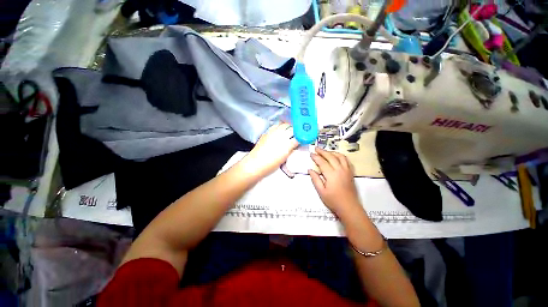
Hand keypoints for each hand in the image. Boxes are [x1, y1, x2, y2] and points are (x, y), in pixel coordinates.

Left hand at [240, 123, 298, 178]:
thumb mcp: (284, 159)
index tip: (302, 139)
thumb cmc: (270, 165)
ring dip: (288, 126)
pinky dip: (279, 127)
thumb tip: (294, 145)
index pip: (298, 138)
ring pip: (283, 124)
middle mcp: (281, 136)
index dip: (301, 138)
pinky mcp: (267, 133)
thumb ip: (290, 150)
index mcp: (287, 145)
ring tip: (288, 130)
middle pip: (291, 128)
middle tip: (297, 134)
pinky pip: (275, 126)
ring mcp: (273, 133)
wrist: (256, 164)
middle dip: (295, 130)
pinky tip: (279, 131)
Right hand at [309, 147, 361, 216]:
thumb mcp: (321, 191)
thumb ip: (315, 179)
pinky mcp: (350, 172)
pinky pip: (346, 160)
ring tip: (325, 152)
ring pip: (340, 156)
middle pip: (331, 156)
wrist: (349, 207)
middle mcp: (340, 170)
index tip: (311, 154)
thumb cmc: (333, 200)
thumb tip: (310, 170)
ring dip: (332, 152)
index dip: (316, 157)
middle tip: (316, 148)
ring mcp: (347, 170)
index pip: (322, 162)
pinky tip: (336, 157)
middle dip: (322, 151)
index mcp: (331, 175)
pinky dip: (340, 156)